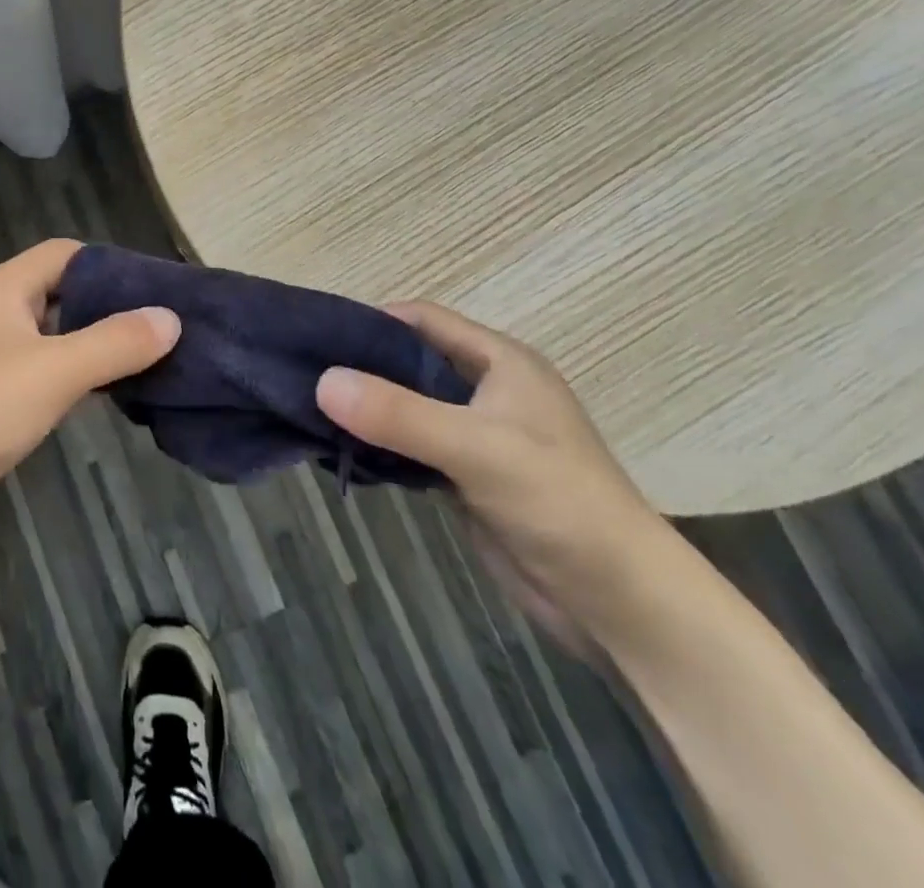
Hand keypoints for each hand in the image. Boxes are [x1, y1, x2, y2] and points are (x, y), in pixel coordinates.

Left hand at [0, 239, 179, 547]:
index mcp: (3, 288)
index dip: (112, 265)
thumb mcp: (53, 371)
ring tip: (149, 360)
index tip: (160, 290)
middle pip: (62, 293)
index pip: (66, 254)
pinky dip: (74, 378)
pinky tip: (106, 395)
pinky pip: (41, 373)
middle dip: (110, 307)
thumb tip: (171, 318)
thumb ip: (115, 343)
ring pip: (53, 337)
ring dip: (95, 345)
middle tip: (164, 328)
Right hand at [316, 301, 672, 657]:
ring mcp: (476, 435)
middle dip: (361, 366)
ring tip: (310, 408)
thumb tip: (321, 381)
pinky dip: (379, 444)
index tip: (319, 337)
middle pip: (410, 361)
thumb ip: (398, 413)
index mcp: (500, 362)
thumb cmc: (558, 503)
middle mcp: (486, 390)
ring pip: (407, 406)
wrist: (619, 603)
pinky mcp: (467, 476)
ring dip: (367, 408)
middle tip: (304, 374)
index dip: (373, 322)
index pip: (424, 320)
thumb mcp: (476, 448)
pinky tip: (342, 448)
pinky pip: (411, 446)